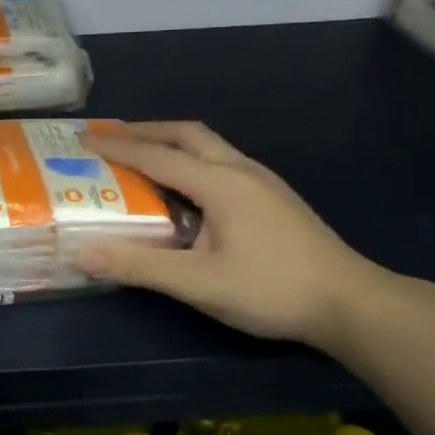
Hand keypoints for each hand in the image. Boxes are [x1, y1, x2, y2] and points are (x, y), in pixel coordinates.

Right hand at [77, 121, 388, 347]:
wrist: (353, 304)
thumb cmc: (272, 290)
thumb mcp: (199, 283)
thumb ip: (139, 266)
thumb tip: (80, 254)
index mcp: (220, 183)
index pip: (156, 155)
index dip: (116, 146)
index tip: (81, 138)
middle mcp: (240, 170)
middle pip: (186, 133)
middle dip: (145, 131)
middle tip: (110, 139)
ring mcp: (261, 181)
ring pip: (207, 145)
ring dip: (169, 143)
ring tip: (140, 156)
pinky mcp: (273, 197)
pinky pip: (220, 161)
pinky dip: (189, 160)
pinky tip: (184, 189)